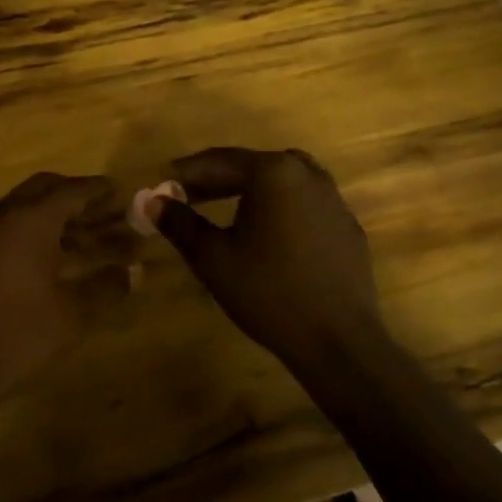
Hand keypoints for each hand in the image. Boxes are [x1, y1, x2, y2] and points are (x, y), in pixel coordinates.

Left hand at [0, 172, 134, 410]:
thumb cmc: (21, 334)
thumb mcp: (74, 312)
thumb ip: (107, 285)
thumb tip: (133, 271)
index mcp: (30, 220)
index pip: (72, 190)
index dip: (100, 190)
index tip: (123, 191)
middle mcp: (6, 214)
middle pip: (47, 188)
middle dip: (78, 196)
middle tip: (108, 210)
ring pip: (29, 205)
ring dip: (61, 214)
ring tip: (95, 235)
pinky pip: (15, 224)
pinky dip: (41, 228)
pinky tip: (64, 254)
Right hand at [150, 148, 384, 368]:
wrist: (339, 341)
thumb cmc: (268, 292)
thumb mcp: (213, 258)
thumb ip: (180, 224)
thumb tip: (153, 202)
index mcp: (274, 173)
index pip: (220, 161)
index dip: (186, 173)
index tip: (161, 186)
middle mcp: (307, 175)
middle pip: (253, 167)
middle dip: (217, 180)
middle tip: (187, 198)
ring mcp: (334, 201)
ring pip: (283, 182)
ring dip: (251, 191)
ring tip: (226, 211)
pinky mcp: (347, 228)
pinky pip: (305, 205)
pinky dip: (280, 210)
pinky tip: (268, 238)